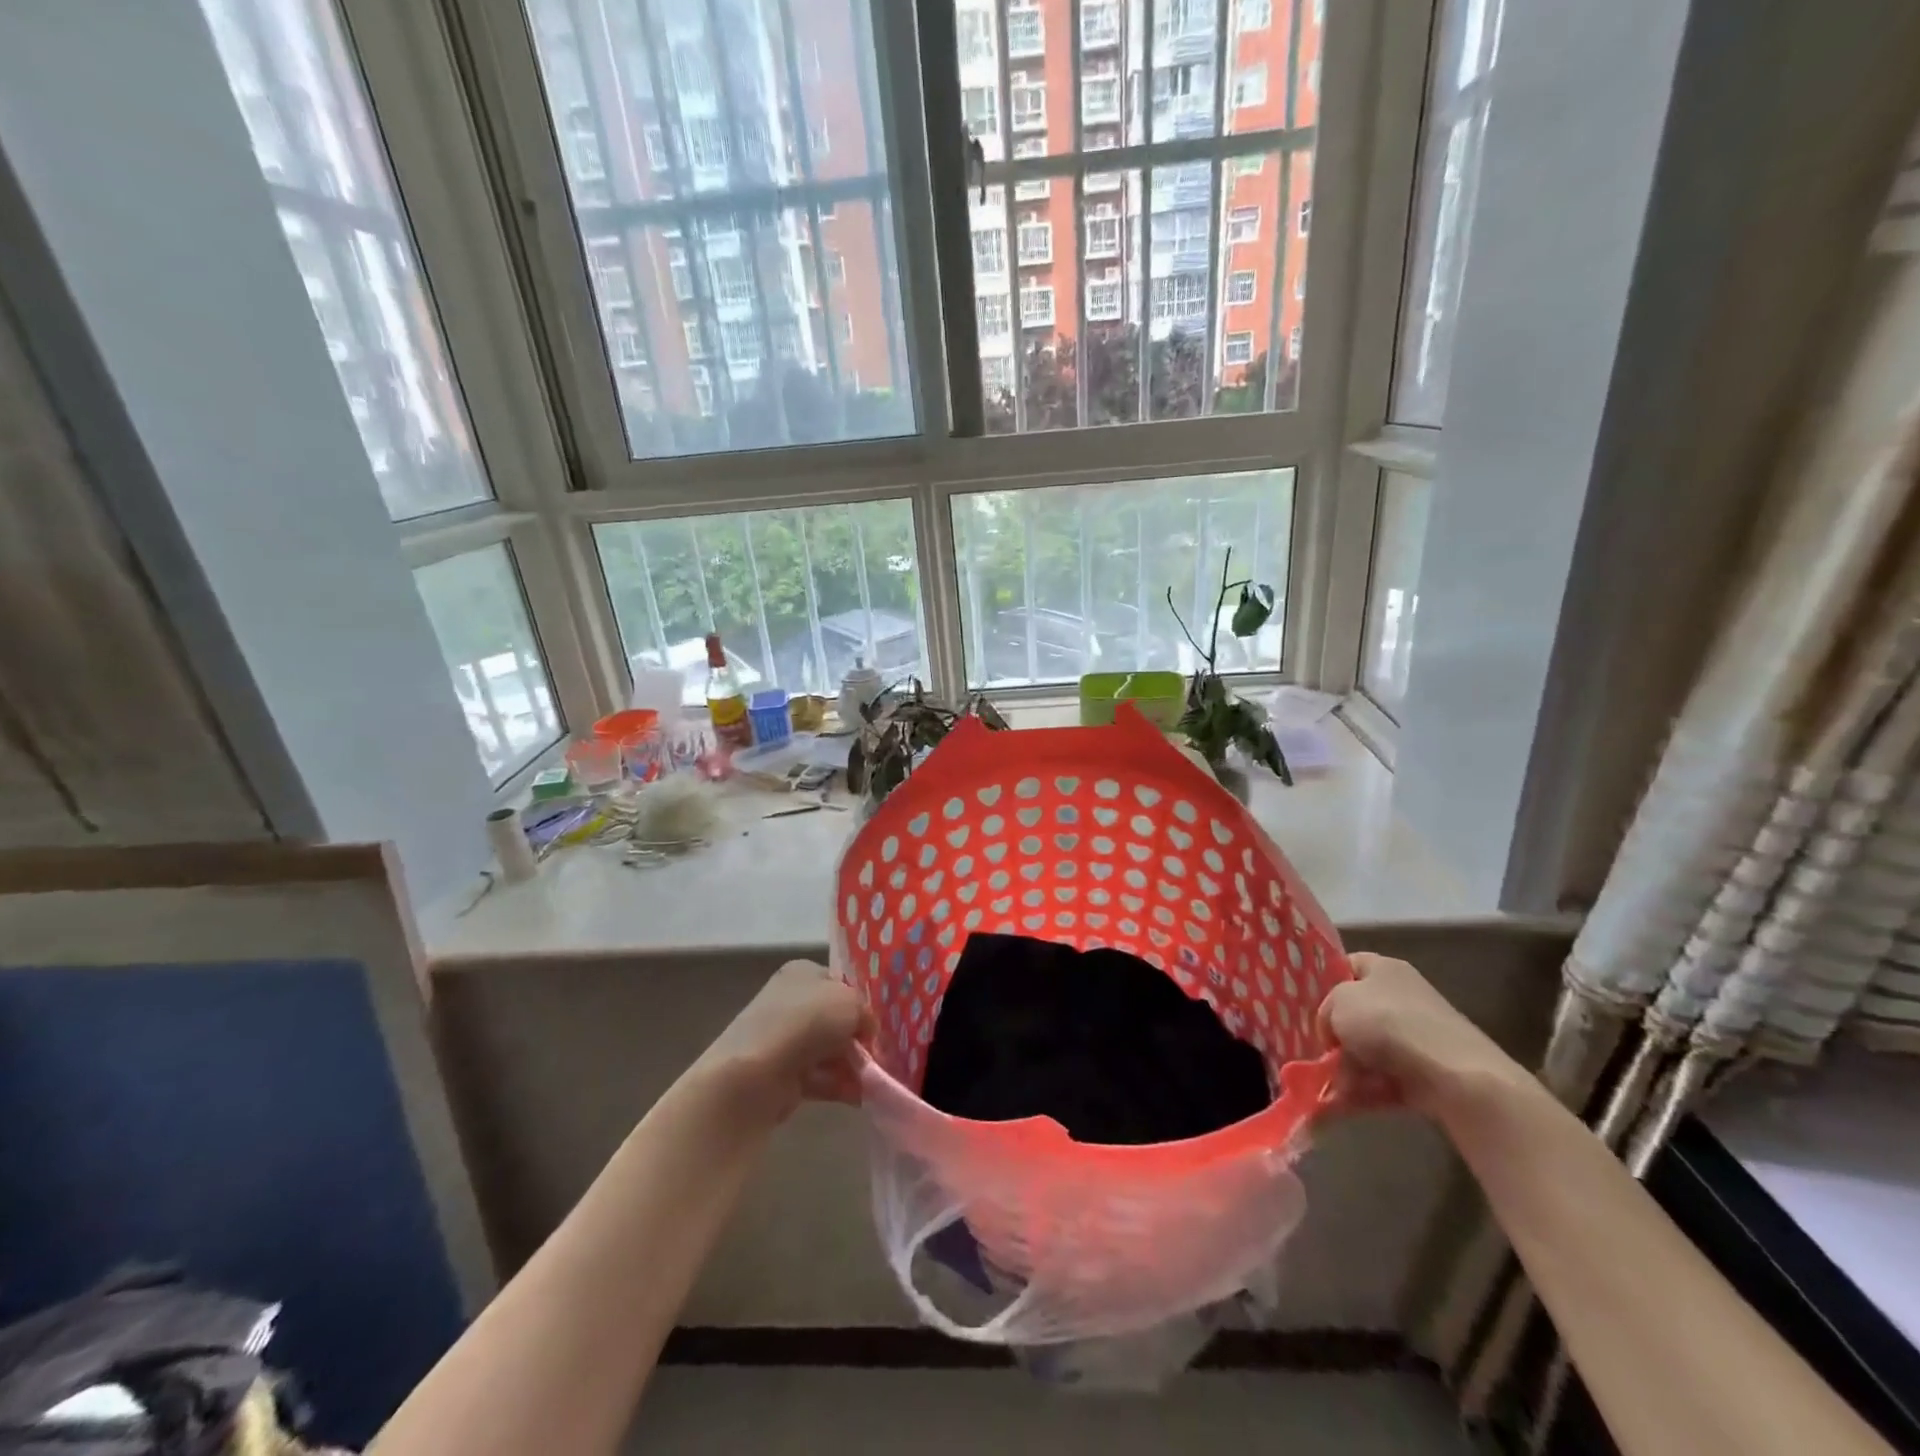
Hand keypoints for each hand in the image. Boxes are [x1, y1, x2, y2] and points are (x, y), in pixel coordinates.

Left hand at [695, 960, 873, 1124]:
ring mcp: (784, 1039)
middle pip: (835, 1018)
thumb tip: (867, 1029)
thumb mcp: (850, 1002)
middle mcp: (790, 1001)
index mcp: (802, 972)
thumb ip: (865, 1012)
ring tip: (876, 1079)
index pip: (838, 982)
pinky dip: (840, 1085)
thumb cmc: (806, 1022)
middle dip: (858, 1036)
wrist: (754, 1075)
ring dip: (853, 1064)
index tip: (877, 1021)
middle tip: (880, 1052)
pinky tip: (863, 1097)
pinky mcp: (782, 1075)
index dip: (860, 1000)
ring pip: (829, 1049)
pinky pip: (820, 1077)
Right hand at [1316, 953, 1526, 1116]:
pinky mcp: (1425, 1074)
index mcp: (1384, 969)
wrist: (1454, 1075)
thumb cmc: (1388, 1023)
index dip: (1326, 982)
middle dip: (1334, 1037)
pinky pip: (1383, 1080)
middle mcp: (1402, 998)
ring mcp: (1416, 1038)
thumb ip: (1326, 1011)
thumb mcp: (1338, 1002)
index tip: (1308, 1005)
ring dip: (1344, 1071)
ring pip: (1367, 1052)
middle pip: (1356, 1015)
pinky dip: (1363, 1093)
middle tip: (1314, 1052)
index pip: (1348, 966)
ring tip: (1323, 1089)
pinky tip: (1338, 1107)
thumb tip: (1333, 1033)